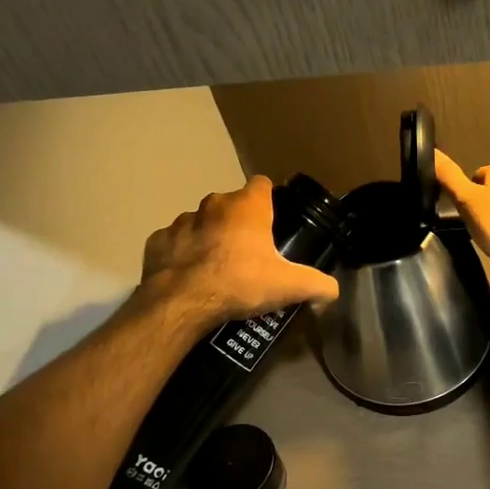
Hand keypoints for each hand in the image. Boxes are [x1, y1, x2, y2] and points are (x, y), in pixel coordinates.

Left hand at [140, 175, 340, 325]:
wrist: (181, 303)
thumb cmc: (239, 282)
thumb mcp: (288, 287)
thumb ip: (318, 285)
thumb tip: (332, 292)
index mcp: (247, 206)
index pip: (262, 185)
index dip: (269, 201)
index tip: (273, 223)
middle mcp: (213, 204)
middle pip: (231, 205)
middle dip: (239, 223)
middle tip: (249, 254)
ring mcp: (181, 220)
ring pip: (201, 222)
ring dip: (209, 237)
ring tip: (216, 268)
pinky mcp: (157, 241)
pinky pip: (174, 242)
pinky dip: (182, 254)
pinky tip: (189, 276)